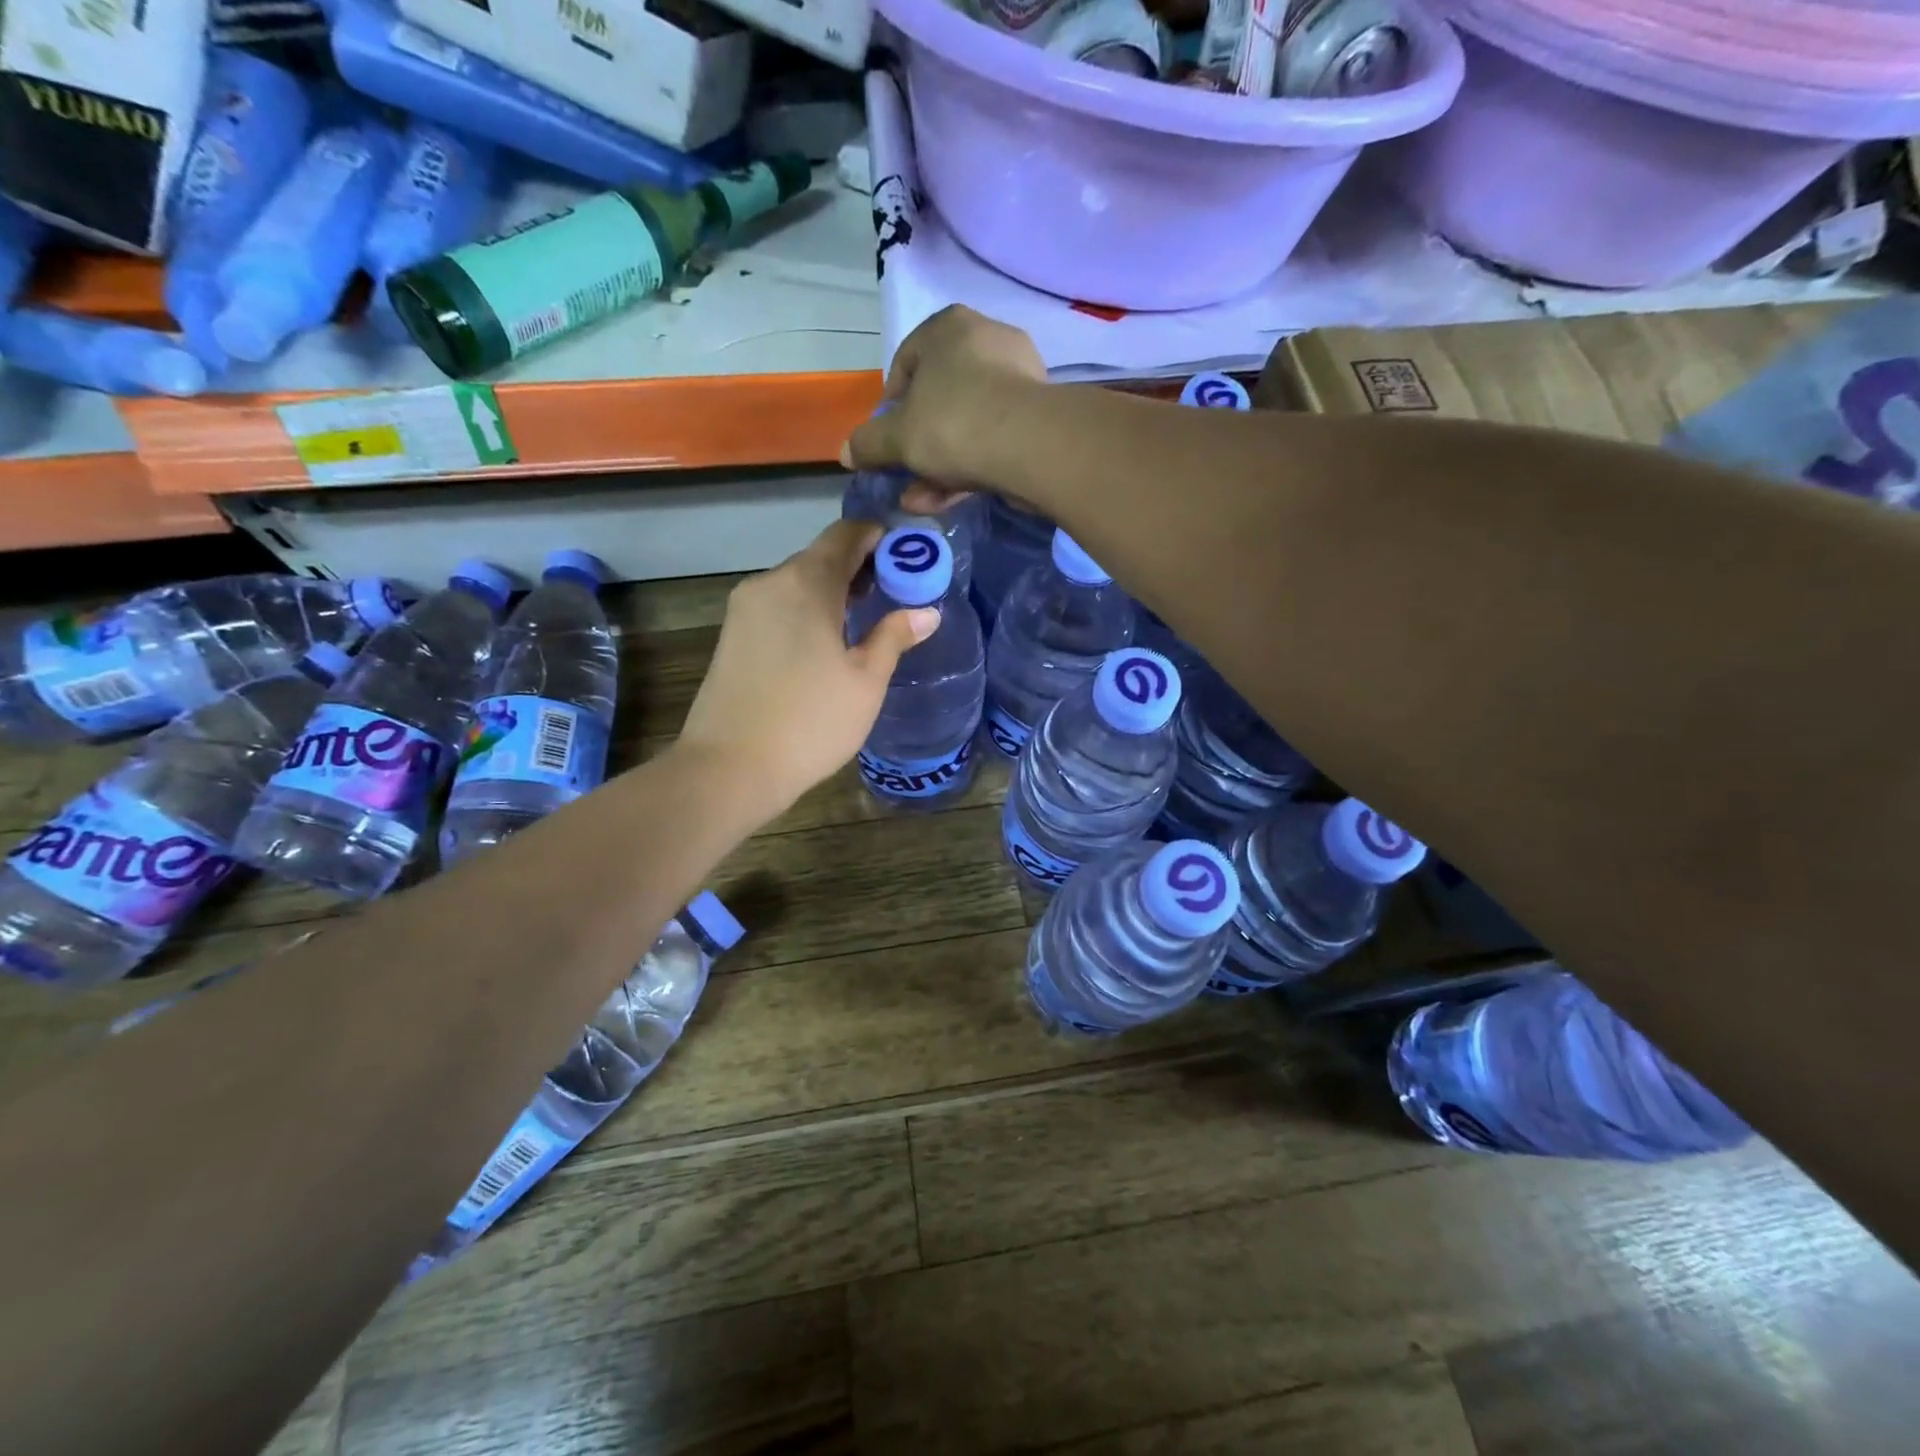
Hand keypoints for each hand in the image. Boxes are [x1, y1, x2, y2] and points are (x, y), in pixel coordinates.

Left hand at [677, 520, 940, 818]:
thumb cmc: (810, 722)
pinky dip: (807, 609)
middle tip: (894, 594)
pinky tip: (825, 642)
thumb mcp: (866, 682)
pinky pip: (778, 605)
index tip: (908, 559)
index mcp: (807, 583)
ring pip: (797, 582)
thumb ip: (894, 637)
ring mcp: (745, 608)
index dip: (880, 538)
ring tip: (863, 621)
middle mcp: (770, 582)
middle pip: (820, 556)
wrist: (729, 768)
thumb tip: (925, 612)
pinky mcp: (731, 634)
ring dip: (832, 591)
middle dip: (859, 567)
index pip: (846, 534)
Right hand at [841, 306, 1045, 513]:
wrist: (1029, 446)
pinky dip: (971, 467)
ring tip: (922, 501)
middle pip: (939, 399)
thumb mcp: (897, 438)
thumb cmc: (952, 423)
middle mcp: (986, 340)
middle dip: (918, 445)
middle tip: (905, 476)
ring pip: (967, 425)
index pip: (906, 363)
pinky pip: (993, 439)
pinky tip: (952, 500)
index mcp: (948, 327)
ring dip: (940, 466)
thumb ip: (869, 443)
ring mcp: (1018, 378)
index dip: (890, 408)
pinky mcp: (1038, 415)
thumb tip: (847, 452)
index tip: (886, 442)